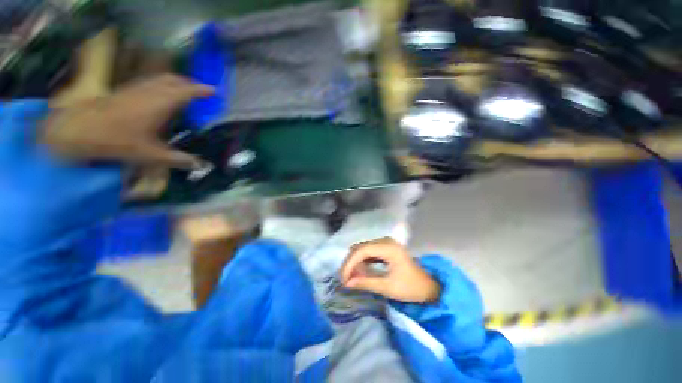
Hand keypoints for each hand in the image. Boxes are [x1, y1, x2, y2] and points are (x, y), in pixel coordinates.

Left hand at [40, 74, 213, 168]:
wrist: (79, 129)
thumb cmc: (116, 140)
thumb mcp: (151, 154)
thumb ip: (178, 159)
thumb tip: (201, 165)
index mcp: (160, 104)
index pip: (186, 91)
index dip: (202, 90)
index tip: (214, 91)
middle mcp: (150, 92)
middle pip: (174, 80)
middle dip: (189, 83)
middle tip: (200, 91)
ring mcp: (136, 89)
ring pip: (160, 79)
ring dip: (175, 82)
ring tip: (184, 90)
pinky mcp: (125, 91)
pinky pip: (149, 82)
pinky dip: (161, 84)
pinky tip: (160, 94)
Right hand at [340, 238, 440, 303]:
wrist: (429, 286)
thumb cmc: (411, 288)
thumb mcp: (388, 287)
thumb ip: (366, 283)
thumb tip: (347, 283)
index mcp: (388, 248)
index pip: (362, 250)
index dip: (350, 264)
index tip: (344, 279)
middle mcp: (385, 241)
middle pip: (360, 248)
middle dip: (350, 263)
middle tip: (345, 280)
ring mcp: (385, 243)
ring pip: (362, 249)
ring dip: (355, 262)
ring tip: (351, 277)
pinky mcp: (385, 247)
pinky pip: (368, 252)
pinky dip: (362, 261)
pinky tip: (360, 272)